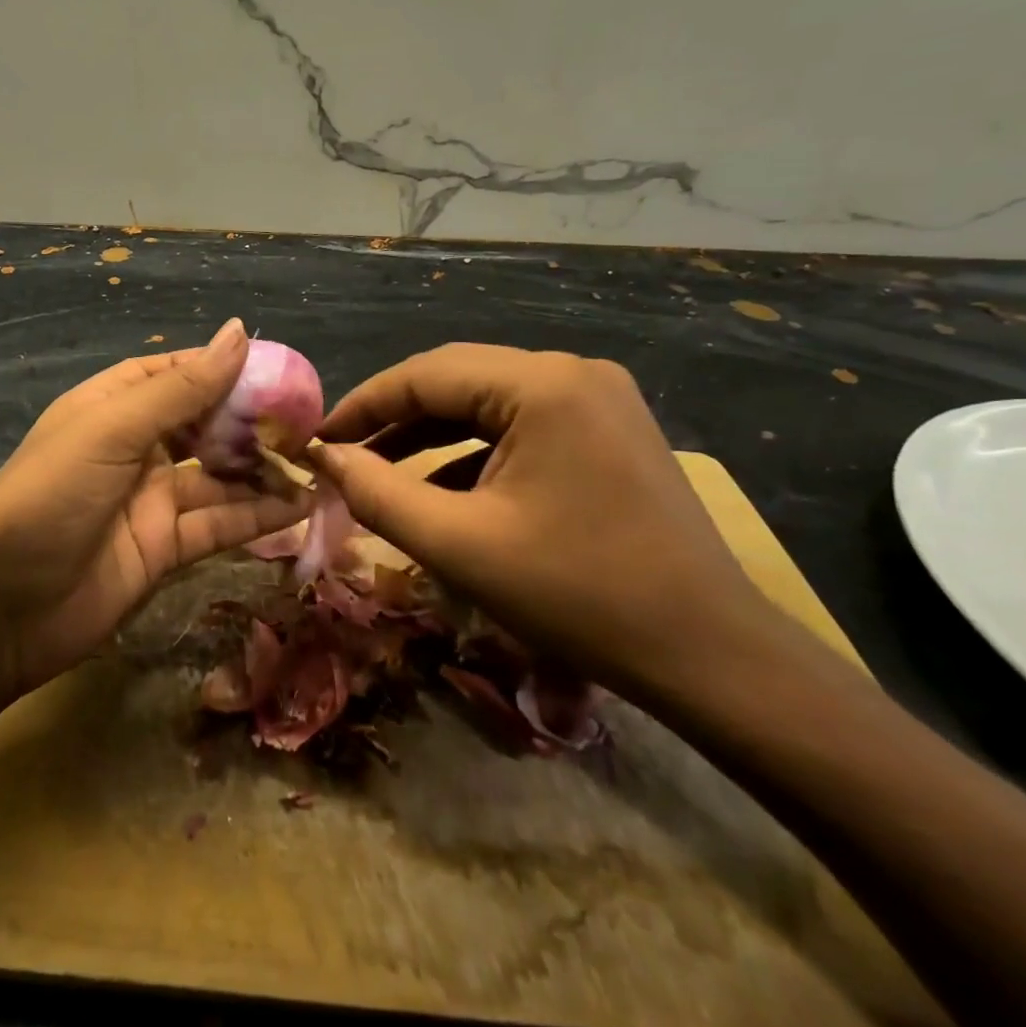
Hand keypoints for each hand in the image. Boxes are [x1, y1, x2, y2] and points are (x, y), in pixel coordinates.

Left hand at [0, 319, 307, 696]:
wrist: (1, 608)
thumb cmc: (50, 497)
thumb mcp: (113, 430)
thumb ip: (180, 389)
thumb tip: (238, 333)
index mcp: (112, 407)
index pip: (175, 374)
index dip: (223, 368)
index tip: (278, 367)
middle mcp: (135, 448)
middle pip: (204, 425)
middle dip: (252, 421)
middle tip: (308, 420)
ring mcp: (152, 500)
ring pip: (219, 477)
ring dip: (263, 470)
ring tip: (317, 462)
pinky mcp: (166, 548)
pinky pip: (220, 523)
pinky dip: (258, 515)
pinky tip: (300, 505)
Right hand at [307, 345, 780, 698]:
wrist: (709, 654)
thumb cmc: (577, 595)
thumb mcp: (457, 545)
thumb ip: (377, 493)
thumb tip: (324, 457)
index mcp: (542, 384)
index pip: (424, 374)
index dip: (361, 405)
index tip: (315, 440)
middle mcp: (573, 372)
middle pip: (457, 380)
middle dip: (393, 417)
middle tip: (341, 453)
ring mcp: (598, 399)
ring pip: (488, 403)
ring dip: (430, 435)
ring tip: (378, 470)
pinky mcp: (608, 430)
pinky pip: (521, 426)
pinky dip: (473, 452)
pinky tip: (441, 487)